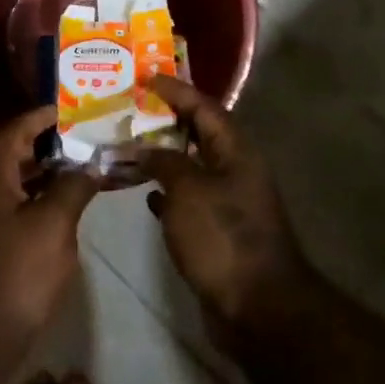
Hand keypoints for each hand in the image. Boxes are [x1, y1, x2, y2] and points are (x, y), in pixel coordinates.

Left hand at [0, 106, 99, 343]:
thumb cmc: (18, 270)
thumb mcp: (53, 223)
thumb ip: (72, 187)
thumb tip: (89, 165)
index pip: (13, 133)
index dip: (38, 117)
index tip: (67, 109)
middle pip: (15, 157)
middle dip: (49, 144)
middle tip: (84, 137)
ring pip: (21, 185)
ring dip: (50, 173)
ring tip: (86, 167)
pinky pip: (24, 209)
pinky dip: (47, 200)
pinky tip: (72, 207)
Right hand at [140, 75, 312, 339]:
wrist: (257, 306)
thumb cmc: (223, 237)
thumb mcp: (188, 190)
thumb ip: (164, 161)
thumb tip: (145, 149)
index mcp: (236, 152)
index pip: (204, 107)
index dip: (175, 90)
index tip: (146, 76)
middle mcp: (235, 170)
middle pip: (198, 134)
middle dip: (164, 120)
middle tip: (129, 109)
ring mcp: (228, 201)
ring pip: (190, 166)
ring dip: (162, 156)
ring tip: (127, 146)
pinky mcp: (218, 229)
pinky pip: (188, 197)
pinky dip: (166, 190)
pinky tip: (144, 192)